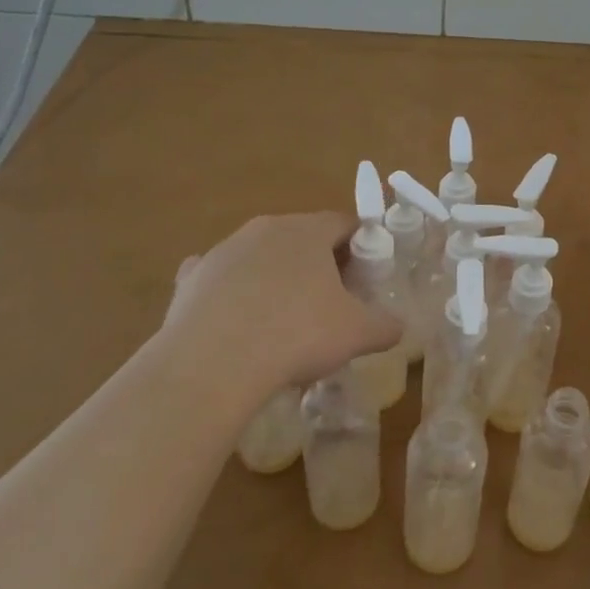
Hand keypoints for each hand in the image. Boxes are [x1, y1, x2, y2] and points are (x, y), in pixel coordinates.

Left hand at [156, 213, 398, 402]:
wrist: (212, 364)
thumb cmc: (297, 335)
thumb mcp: (357, 333)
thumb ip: (385, 325)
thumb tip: (398, 327)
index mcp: (308, 231)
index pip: (344, 223)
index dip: (360, 247)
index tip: (365, 278)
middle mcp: (265, 228)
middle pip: (301, 237)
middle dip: (318, 263)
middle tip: (330, 301)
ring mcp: (224, 251)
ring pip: (260, 256)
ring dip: (274, 277)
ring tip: (282, 320)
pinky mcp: (191, 278)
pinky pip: (218, 278)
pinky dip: (229, 293)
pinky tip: (234, 323)